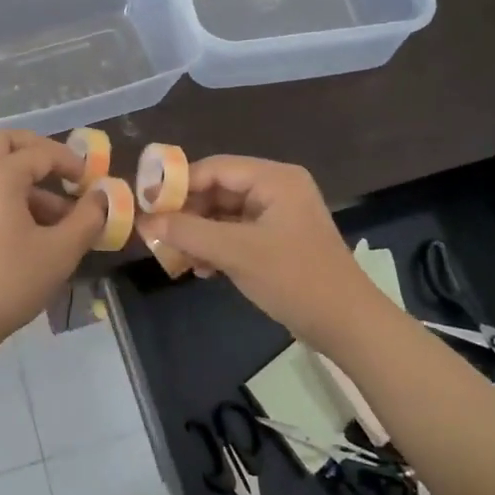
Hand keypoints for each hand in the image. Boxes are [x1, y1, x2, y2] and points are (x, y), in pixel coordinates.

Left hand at [0, 130, 107, 347]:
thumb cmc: (10, 281)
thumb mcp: (60, 251)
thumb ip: (87, 218)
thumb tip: (101, 197)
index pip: (39, 152)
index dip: (70, 162)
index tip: (92, 181)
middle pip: (4, 142)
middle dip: (37, 149)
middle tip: (63, 169)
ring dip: (28, 177)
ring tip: (61, 214)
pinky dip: (12, 192)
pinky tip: (37, 227)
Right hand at [135, 155, 379, 347]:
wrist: (349, 326)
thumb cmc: (294, 278)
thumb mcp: (236, 252)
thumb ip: (188, 232)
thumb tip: (145, 220)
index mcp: (274, 178)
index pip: (214, 168)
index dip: (178, 184)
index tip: (147, 204)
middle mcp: (277, 188)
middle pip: (218, 189)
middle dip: (188, 213)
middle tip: (158, 234)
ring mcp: (279, 215)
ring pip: (224, 214)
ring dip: (199, 234)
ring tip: (176, 257)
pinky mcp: (278, 240)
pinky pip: (237, 233)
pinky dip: (217, 247)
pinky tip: (201, 270)